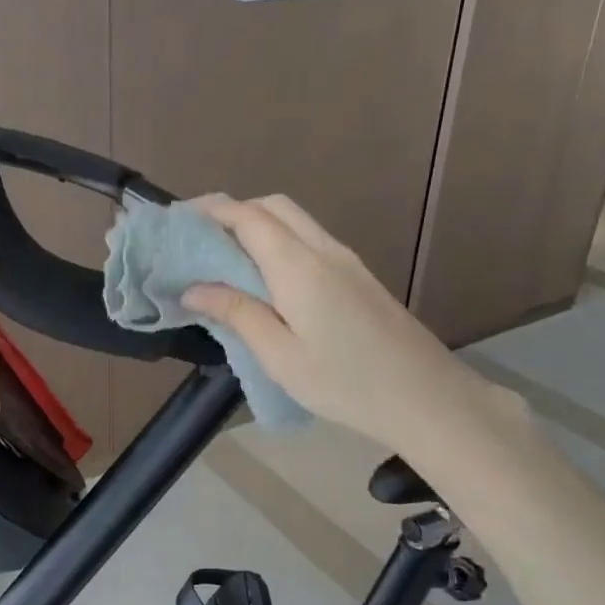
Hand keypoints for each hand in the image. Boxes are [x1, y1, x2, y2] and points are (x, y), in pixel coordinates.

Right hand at [182, 194, 479, 448]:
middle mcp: (323, 250)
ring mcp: (346, 260)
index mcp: (298, 265)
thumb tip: (194, 288)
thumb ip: (237, 313)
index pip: (248, 216)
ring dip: (256, 226)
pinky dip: (277, 243)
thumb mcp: (280, 355)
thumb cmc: (346, 382)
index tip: (177, 221)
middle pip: (273, 207)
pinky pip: (308, 240)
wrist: (427, 398)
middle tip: (199, 241)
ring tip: (223, 259)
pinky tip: (263, 279)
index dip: (210, 210)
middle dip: (232, 212)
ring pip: (294, 221)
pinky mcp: (357, 276)